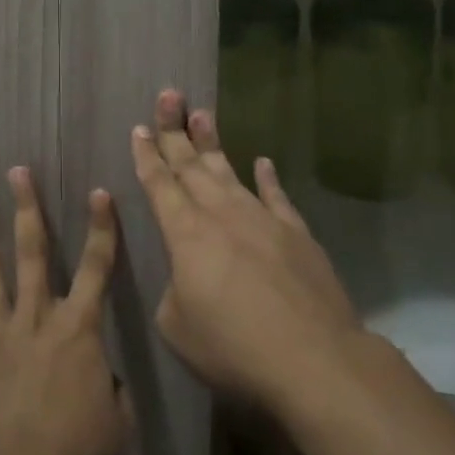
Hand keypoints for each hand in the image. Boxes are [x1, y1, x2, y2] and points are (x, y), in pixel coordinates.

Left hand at [0, 167, 131, 454]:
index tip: (99, 192)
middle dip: (26, 208)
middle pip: (33, 252)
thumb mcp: (116, 418)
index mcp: (77, 327)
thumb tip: (101, 375)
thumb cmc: (78, 450)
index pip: (96, 267)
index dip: (101, 228)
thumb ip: (109, 387)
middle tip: (16, 171)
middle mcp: (36, 317)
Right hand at [132, 91, 364, 418]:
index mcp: (185, 233)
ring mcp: (261, 218)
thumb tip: (185, 279)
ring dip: (212, 142)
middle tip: (168, 95)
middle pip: (191, 164)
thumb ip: (173, 294)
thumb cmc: (234, 347)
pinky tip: (263, 161)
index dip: (147, 156)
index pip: (159, 185)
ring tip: (202, 113)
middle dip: (175, 130)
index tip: (139, 128)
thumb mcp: (178, 329)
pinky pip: (276, 196)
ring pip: (229, 171)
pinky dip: (268, 178)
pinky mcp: (296, 233)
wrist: (314, 359)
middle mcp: (220, 214)